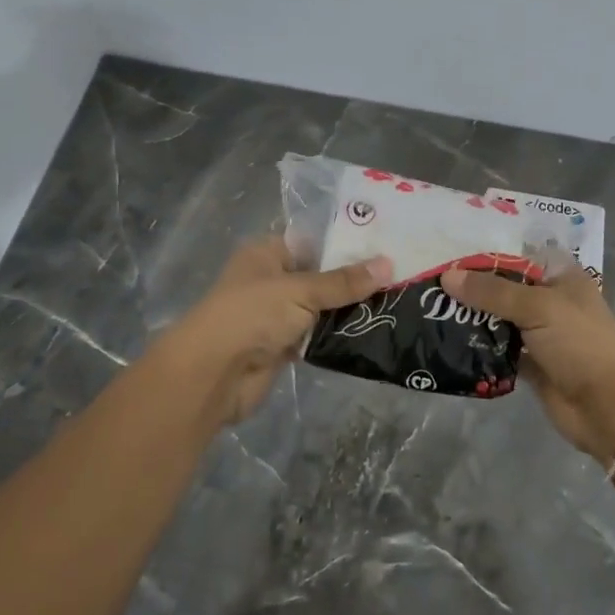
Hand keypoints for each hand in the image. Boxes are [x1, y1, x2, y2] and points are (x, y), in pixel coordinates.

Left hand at [161, 238, 391, 426]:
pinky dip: (338, 336)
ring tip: (396, 302)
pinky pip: (317, 336)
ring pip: (322, 308)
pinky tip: (373, 331)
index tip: (387, 246)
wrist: (213, 374)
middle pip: (320, 275)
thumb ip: (343, 281)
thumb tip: (388, 264)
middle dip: (354, 279)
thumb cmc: (252, 315)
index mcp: (267, 253)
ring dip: (349, 310)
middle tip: (401, 275)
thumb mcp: (300, 290)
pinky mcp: (283, 346)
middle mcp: (272, 280)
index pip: (313, 241)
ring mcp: (277, 315)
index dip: (347, 243)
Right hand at [442, 266, 614, 465]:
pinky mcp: (532, 365)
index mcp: (562, 278)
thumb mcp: (538, 307)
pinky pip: (499, 351)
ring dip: (473, 319)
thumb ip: (492, 292)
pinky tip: (450, 343)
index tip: (449, 254)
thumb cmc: (580, 345)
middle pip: (506, 289)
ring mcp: (541, 335)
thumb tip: (448, 276)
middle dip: (473, 289)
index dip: (488, 255)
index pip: (520, 256)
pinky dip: (480, 349)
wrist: (608, 408)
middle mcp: (551, 302)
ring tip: (432, 311)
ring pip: (500, 320)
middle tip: (431, 285)